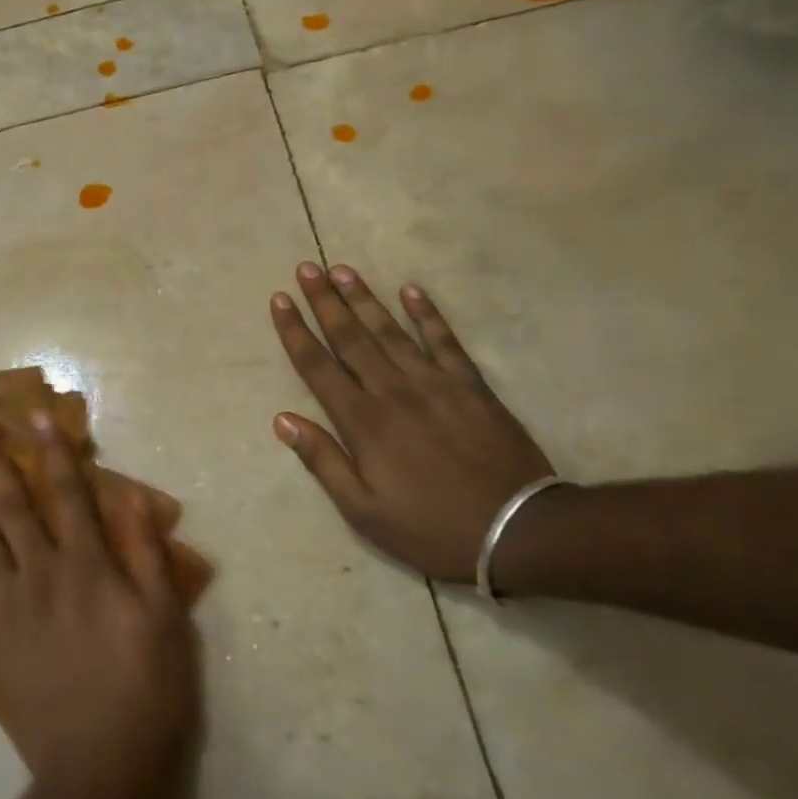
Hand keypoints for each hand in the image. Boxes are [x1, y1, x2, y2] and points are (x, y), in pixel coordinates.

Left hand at [0, 414, 201, 798]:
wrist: (99, 770)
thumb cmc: (145, 691)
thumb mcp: (165, 619)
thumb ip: (144, 554)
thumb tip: (128, 495)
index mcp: (86, 567)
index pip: (68, 494)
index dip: (53, 451)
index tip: (35, 416)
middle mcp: (39, 576)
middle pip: (13, 509)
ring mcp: (6, 612)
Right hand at [270, 263, 553, 583]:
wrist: (518, 531)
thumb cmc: (430, 528)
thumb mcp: (363, 511)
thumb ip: (322, 461)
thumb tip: (282, 419)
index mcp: (363, 422)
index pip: (318, 366)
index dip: (295, 331)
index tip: (279, 300)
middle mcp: (393, 391)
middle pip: (351, 337)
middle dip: (324, 301)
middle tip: (307, 267)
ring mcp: (434, 383)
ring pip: (390, 330)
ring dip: (364, 298)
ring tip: (343, 269)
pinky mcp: (470, 386)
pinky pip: (444, 340)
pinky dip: (427, 314)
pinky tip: (411, 291)